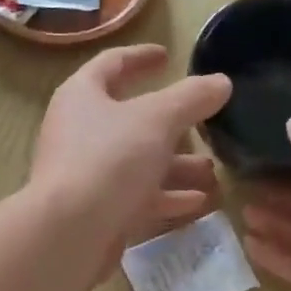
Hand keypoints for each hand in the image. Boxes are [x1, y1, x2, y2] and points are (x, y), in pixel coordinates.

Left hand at [30, 44, 232, 254]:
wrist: (69, 233)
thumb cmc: (109, 160)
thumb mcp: (158, 120)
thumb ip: (191, 98)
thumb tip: (221, 82)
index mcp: (83, 96)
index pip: (112, 64)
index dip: (140, 57)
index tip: (167, 56)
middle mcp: (80, 132)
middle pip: (130, 120)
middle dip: (172, 124)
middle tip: (205, 124)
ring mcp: (87, 174)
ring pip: (138, 162)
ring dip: (176, 165)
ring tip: (213, 170)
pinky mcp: (97, 211)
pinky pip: (137, 197)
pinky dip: (166, 197)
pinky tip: (199, 202)